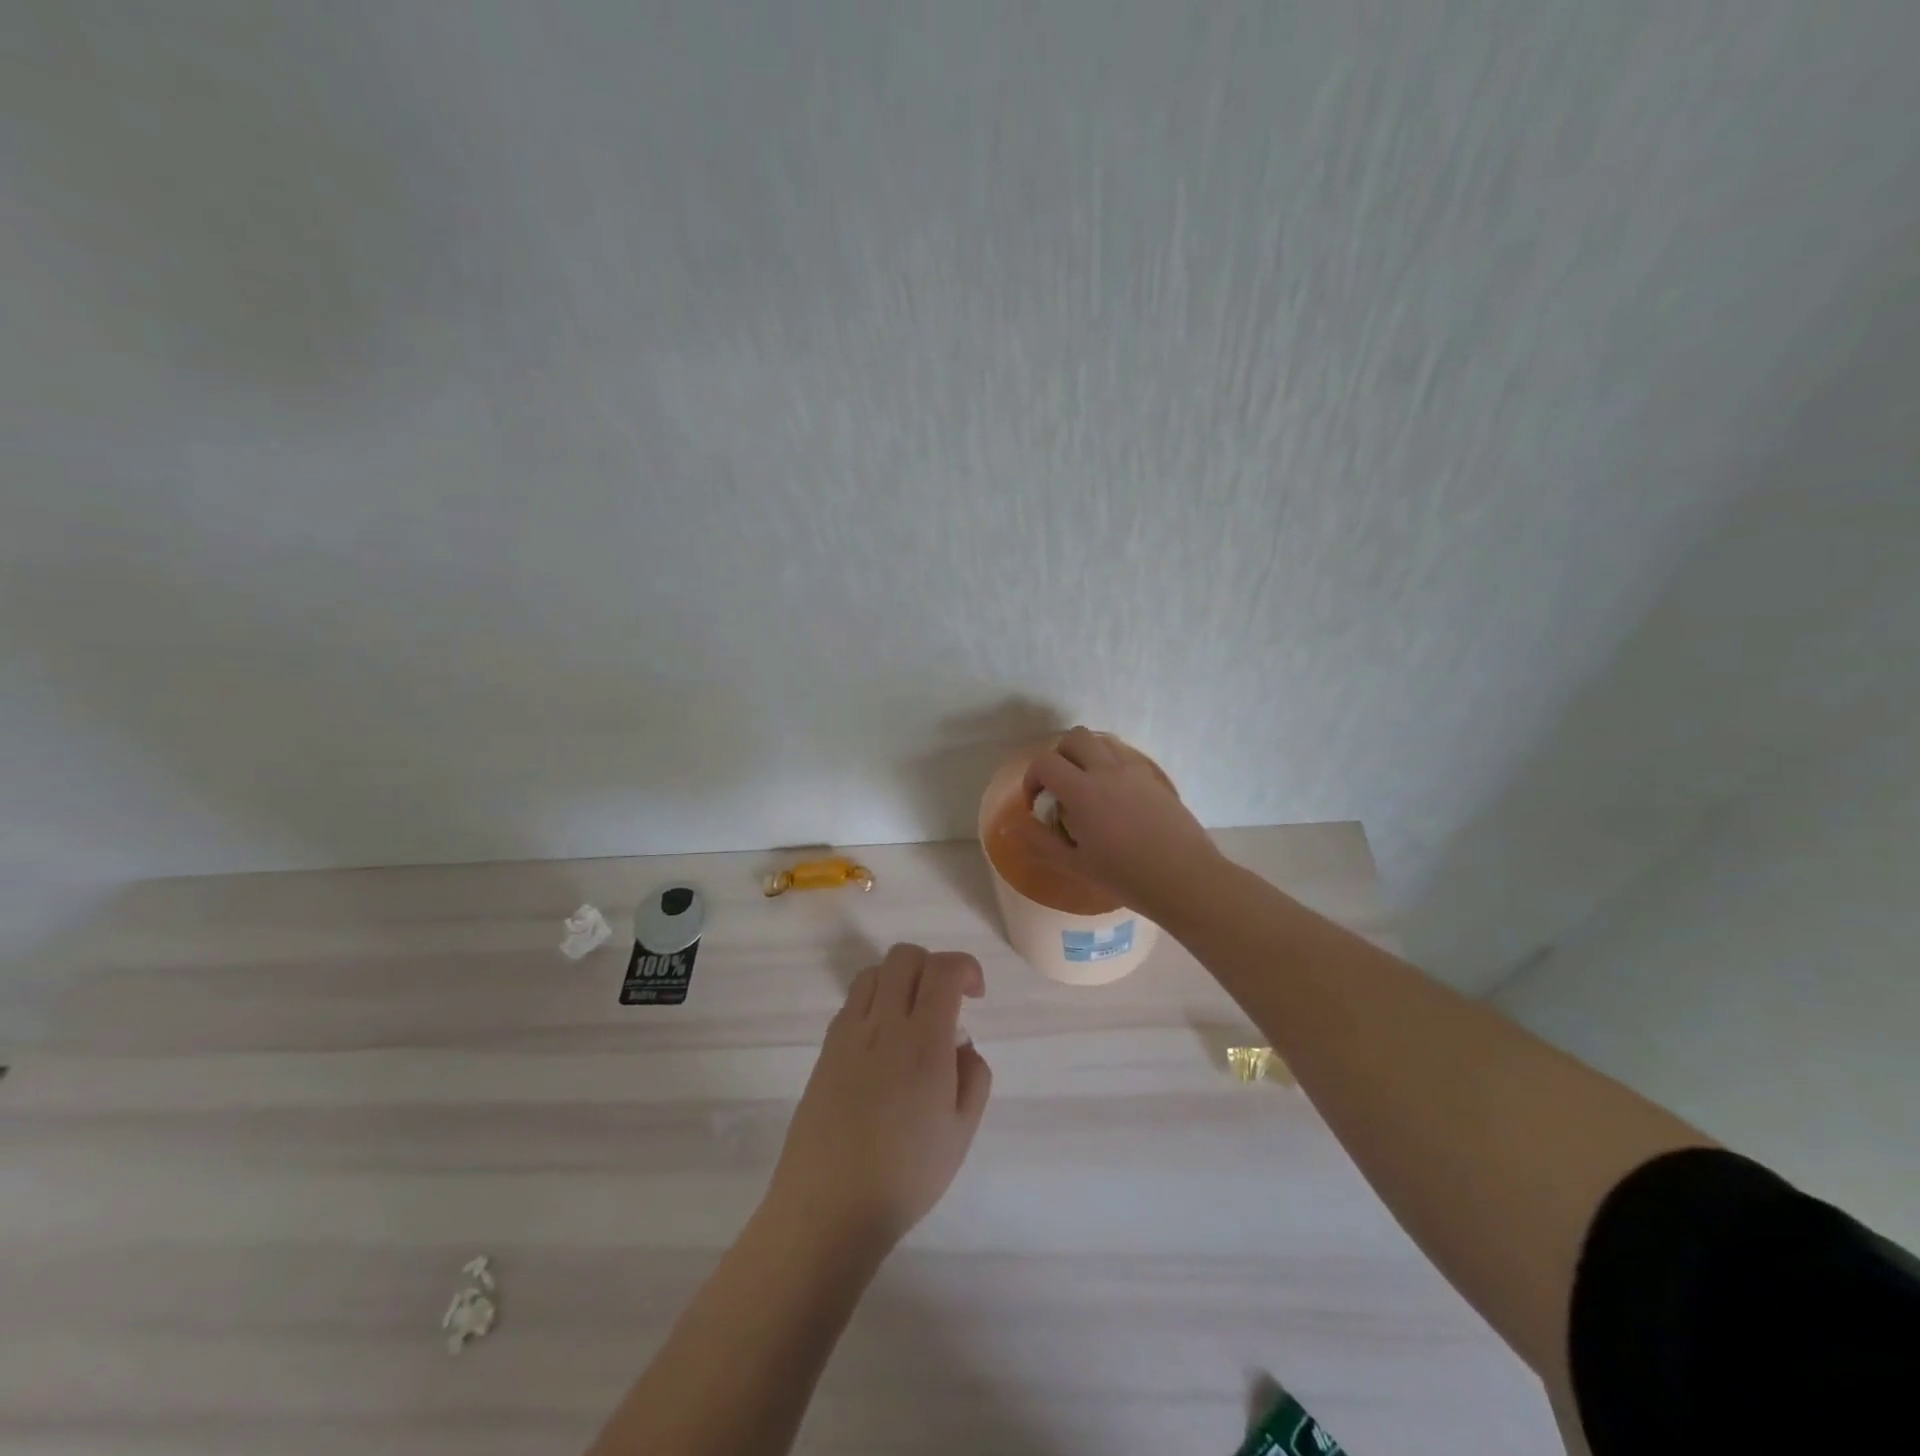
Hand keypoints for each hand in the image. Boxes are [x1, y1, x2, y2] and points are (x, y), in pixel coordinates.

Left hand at [766, 944, 992, 1250]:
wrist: (828, 1207)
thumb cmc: (905, 1176)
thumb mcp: (961, 1133)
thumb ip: (973, 1077)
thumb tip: (961, 1044)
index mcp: (924, 1042)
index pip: (944, 970)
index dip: (966, 968)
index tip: (975, 995)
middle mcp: (884, 1025)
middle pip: (905, 956)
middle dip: (933, 966)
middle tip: (946, 1003)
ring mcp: (849, 1033)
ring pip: (875, 972)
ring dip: (900, 980)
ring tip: (912, 1018)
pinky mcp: (826, 1049)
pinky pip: (853, 1001)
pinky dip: (875, 1002)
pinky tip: (882, 1043)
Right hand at [1010, 725, 1221, 920]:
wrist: (1185, 879)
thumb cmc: (1125, 876)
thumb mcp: (1075, 864)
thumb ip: (1040, 841)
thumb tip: (1010, 826)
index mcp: (1082, 790)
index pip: (1045, 762)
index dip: (1033, 779)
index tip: (1038, 805)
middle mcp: (1107, 771)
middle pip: (1075, 738)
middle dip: (1059, 757)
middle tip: (1060, 788)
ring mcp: (1135, 772)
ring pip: (1103, 742)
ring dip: (1087, 757)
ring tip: (1088, 790)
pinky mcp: (1155, 781)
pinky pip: (1126, 760)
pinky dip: (1112, 768)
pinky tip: (1117, 802)